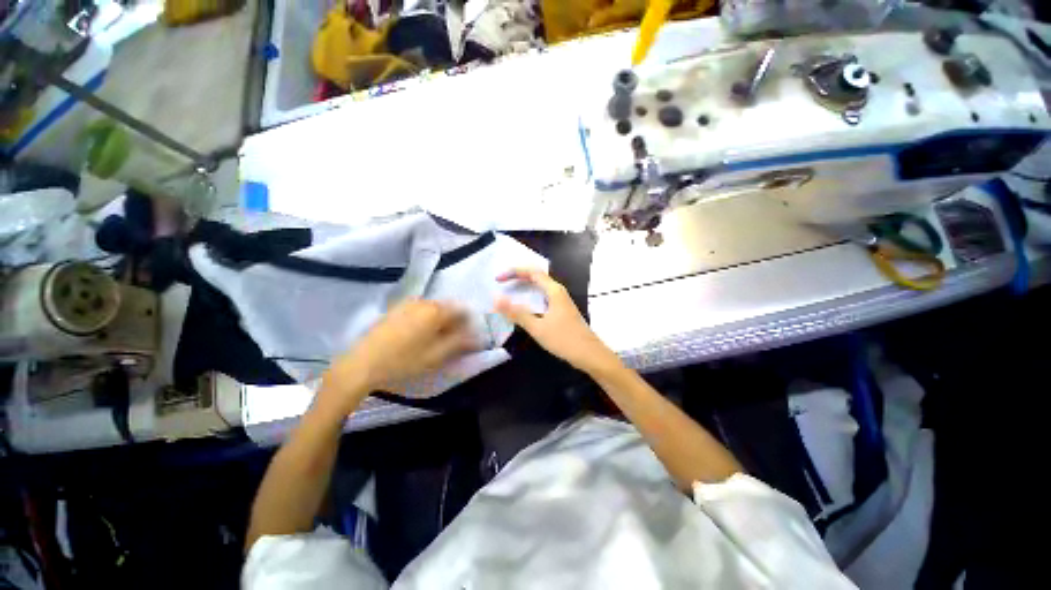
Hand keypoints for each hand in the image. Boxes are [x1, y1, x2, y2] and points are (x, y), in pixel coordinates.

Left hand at [320, 300, 477, 410]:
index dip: (469, 324)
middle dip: (454, 322)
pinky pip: (419, 310)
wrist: (361, 364)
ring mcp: (407, 304)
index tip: (467, 338)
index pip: (462, 310)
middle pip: (448, 308)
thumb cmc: (403, 362)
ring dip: (439, 321)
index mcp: (436, 311)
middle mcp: (424, 302)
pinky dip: (425, 319)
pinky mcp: (395, 309)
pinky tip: (417, 336)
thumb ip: (460, 342)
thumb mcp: (436, 356)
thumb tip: (477, 335)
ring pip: (433, 309)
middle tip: (450, 342)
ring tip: (433, 341)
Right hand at [495, 269, 620, 375]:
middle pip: (536, 277)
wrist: (590, 355)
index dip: (514, 272)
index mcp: (554, 291)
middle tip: (500, 283)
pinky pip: (542, 297)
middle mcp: (558, 292)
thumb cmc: (565, 340)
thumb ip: (517, 313)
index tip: (498, 279)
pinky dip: (530, 297)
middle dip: (517, 277)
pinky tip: (524, 307)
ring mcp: (561, 301)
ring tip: (508, 291)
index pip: (532, 272)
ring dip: (523, 286)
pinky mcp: (561, 310)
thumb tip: (496, 299)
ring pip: (540, 287)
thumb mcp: (538, 327)